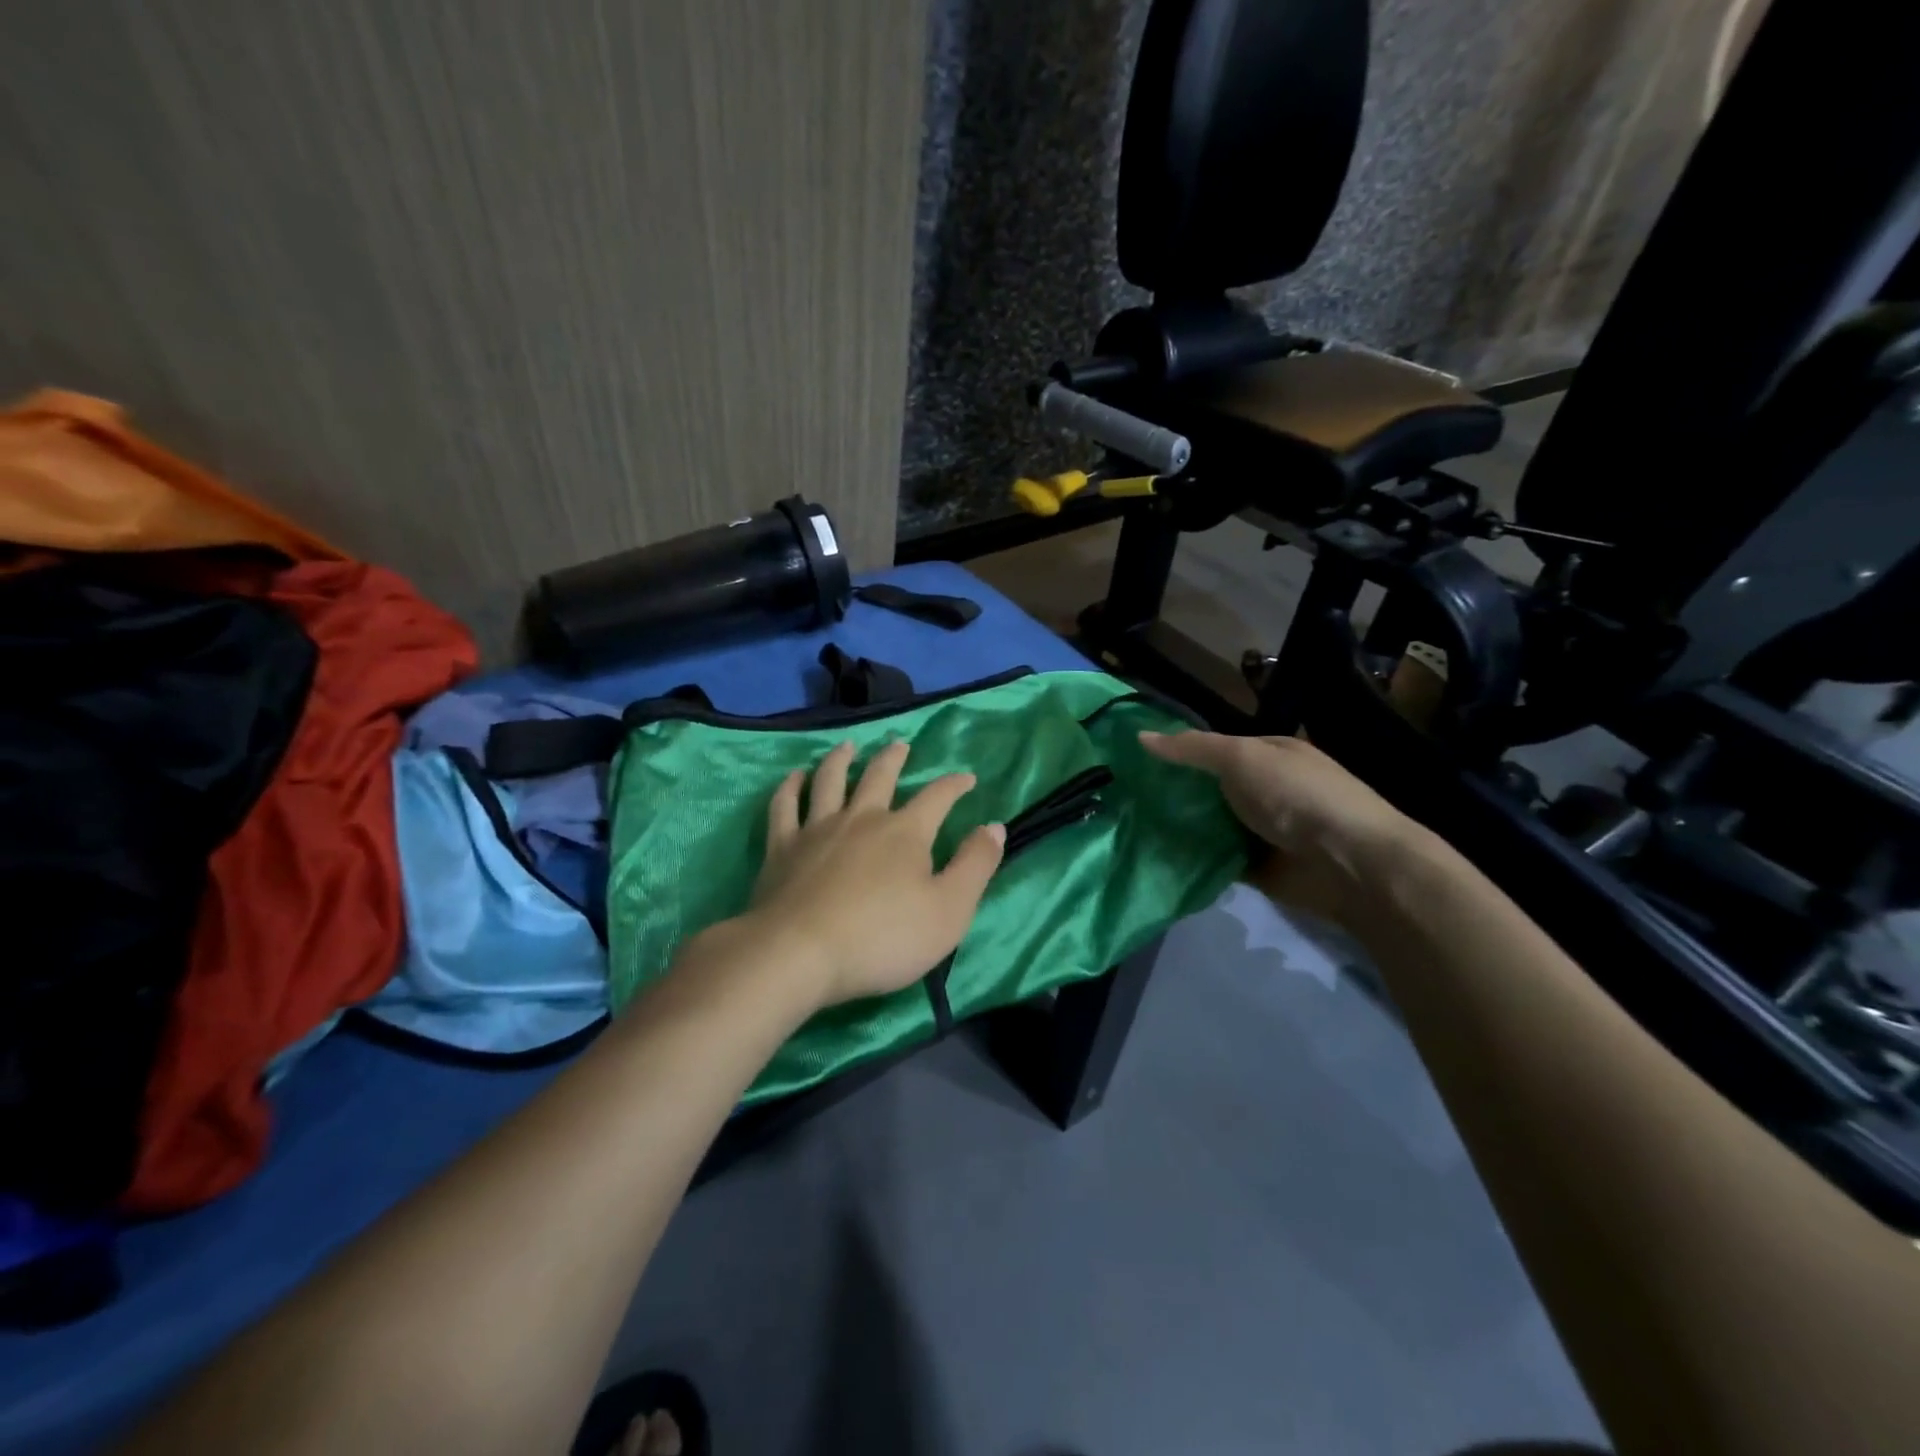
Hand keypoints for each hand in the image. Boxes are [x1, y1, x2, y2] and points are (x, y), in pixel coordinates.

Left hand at [736, 739, 1005, 1008]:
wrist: (799, 954)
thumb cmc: (883, 938)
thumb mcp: (949, 910)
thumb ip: (975, 865)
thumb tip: (995, 827)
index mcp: (905, 832)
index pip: (937, 797)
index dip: (955, 784)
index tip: (967, 777)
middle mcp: (862, 818)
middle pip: (879, 776)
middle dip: (894, 758)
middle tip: (900, 744)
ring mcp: (818, 829)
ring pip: (830, 780)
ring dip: (840, 759)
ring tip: (847, 747)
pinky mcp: (782, 847)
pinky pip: (785, 806)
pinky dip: (790, 787)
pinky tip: (793, 777)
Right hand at [1140, 730, 1420, 927]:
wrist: (1349, 864)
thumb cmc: (1297, 796)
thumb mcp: (1241, 758)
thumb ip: (1192, 749)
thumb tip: (1140, 737)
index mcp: (1269, 754)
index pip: (1214, 748)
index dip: (1178, 753)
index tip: (1135, 763)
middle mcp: (1267, 789)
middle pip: (1210, 789)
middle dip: (1174, 793)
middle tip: (1125, 799)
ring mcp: (1263, 830)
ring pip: (1210, 825)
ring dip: (1181, 828)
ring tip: (1131, 828)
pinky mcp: (1258, 867)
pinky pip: (1217, 860)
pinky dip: (1195, 860)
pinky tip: (1158, 858)